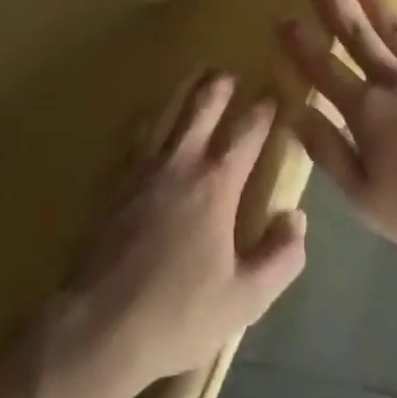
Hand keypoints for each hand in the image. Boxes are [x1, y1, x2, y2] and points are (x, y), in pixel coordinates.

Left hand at [41, 71, 306, 397]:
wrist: (99, 326)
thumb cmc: (179, 313)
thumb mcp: (245, 298)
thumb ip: (281, 257)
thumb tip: (297, 217)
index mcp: (215, 185)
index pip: (246, 135)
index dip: (263, 112)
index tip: (274, 94)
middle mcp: (179, 164)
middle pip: (200, 110)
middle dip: (218, 87)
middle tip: (229, 71)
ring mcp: (141, 170)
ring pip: (165, 115)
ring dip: (183, 93)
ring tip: (193, 79)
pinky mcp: (114, 184)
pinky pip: (136, 137)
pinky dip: (149, 120)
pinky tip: (149, 121)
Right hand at [277, 0, 396, 262]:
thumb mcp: (365, 197)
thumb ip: (328, 152)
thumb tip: (294, 113)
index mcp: (365, 113)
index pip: (323, 70)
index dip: (300, 43)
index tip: (281, 16)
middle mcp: (392, 82)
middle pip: (356, 37)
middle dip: (332, 6)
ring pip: (392, 27)